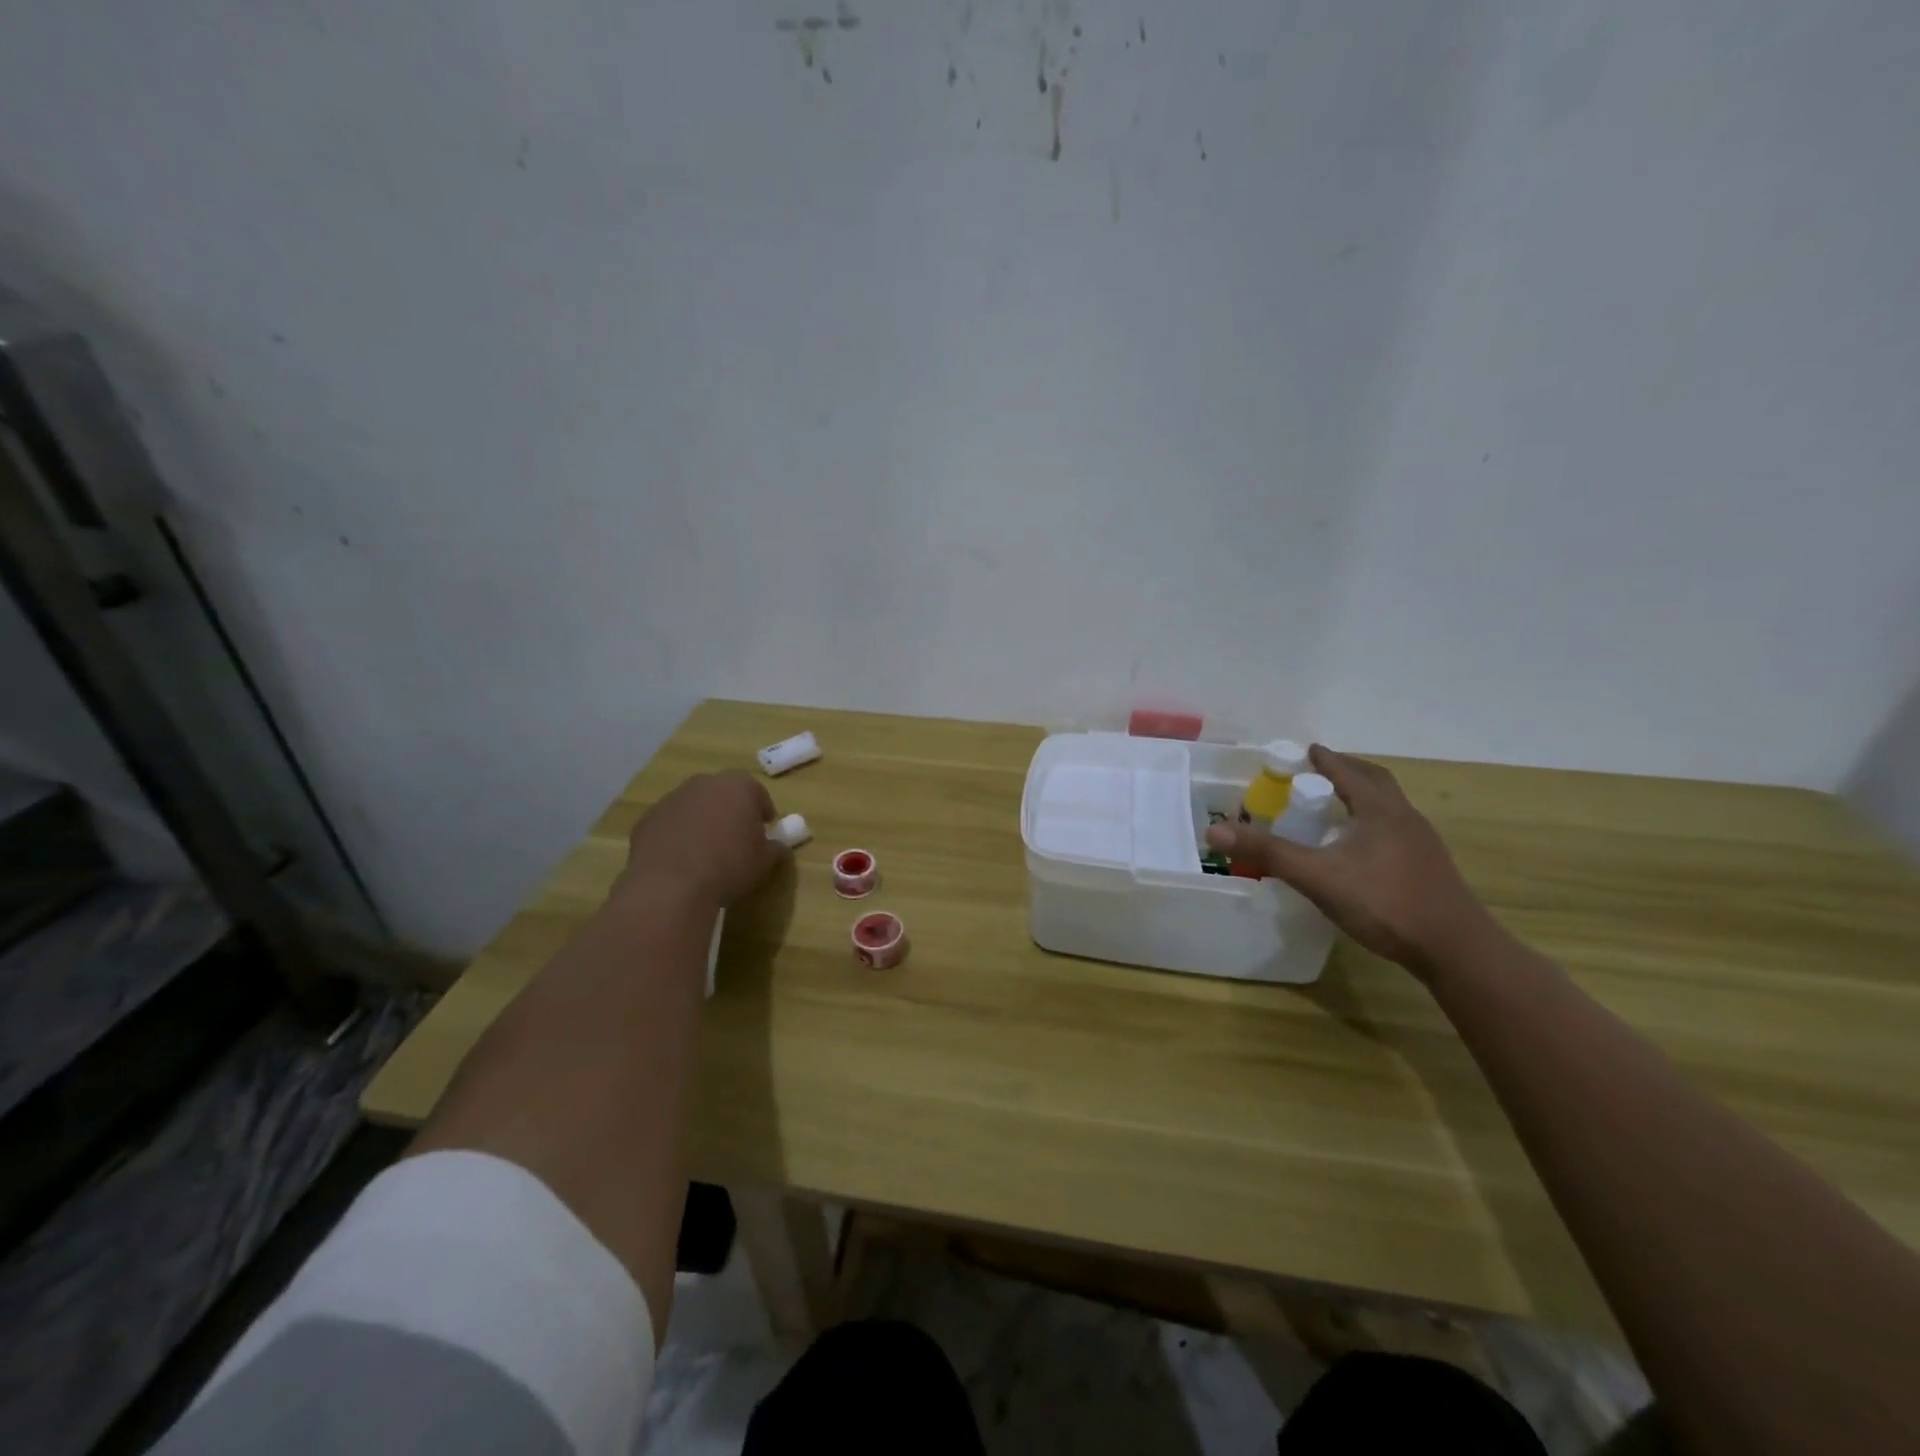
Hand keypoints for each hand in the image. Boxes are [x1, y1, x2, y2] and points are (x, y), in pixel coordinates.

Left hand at [618, 771, 784, 910]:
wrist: (671, 885)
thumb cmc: (729, 866)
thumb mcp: (765, 861)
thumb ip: (775, 848)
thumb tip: (778, 846)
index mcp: (739, 786)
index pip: (758, 793)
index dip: (762, 813)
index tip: (764, 832)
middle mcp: (704, 783)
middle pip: (723, 794)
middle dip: (730, 812)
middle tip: (735, 839)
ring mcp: (672, 799)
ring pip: (694, 806)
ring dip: (702, 822)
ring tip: (706, 852)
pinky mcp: (647, 819)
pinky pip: (670, 824)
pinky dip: (677, 835)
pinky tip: (680, 861)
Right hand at [1205, 745, 1496, 976]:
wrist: (1455, 950)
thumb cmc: (1385, 903)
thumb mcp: (1318, 877)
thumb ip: (1268, 853)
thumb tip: (1214, 830)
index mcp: (1380, 810)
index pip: (1349, 771)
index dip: (1325, 760)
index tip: (1305, 751)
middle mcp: (1405, 818)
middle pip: (1375, 782)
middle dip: (1346, 772)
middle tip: (1318, 773)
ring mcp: (1421, 844)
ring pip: (1388, 807)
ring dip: (1361, 798)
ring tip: (1334, 807)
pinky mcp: (1427, 869)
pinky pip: (1394, 831)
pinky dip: (1371, 824)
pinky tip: (1358, 849)